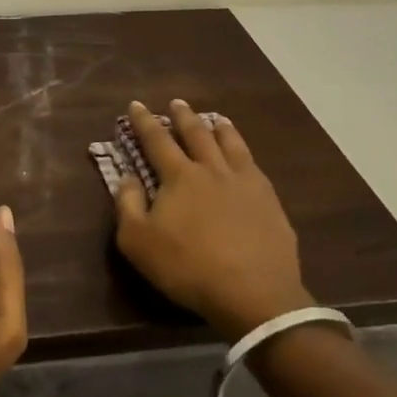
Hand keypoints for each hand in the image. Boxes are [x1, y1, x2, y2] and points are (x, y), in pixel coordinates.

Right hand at [113, 100, 313, 340]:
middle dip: (183, 116)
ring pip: (230, 144)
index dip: (144, 122)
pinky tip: (245, 156)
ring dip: (220, 128)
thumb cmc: (189, 268)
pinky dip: (244, 151)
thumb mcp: (139, 242)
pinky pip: (254, 165)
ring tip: (216, 118)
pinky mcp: (269, 201)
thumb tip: (127, 177)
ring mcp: (245, 182)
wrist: (254, 293)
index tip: (137, 104)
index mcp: (180, 176)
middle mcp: (212, 169)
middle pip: (196, 134)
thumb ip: (128, 205)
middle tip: (177, 102)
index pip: (157, 140)